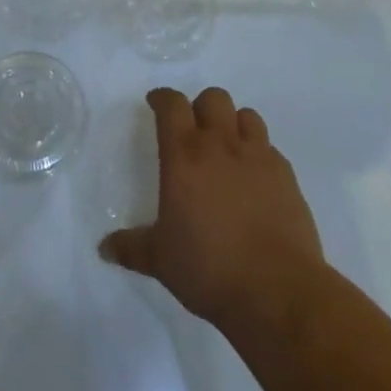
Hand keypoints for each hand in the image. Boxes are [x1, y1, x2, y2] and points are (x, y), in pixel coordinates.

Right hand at [99, 87, 325, 331]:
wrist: (277, 292)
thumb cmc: (209, 269)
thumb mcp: (160, 260)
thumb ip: (131, 247)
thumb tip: (104, 248)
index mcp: (184, 155)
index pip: (171, 104)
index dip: (162, 98)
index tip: (155, 103)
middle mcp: (221, 144)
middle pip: (212, 98)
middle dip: (201, 107)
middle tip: (194, 130)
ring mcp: (258, 156)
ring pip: (247, 115)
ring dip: (234, 124)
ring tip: (228, 148)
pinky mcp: (287, 176)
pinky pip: (270, 148)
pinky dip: (260, 154)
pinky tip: (255, 179)